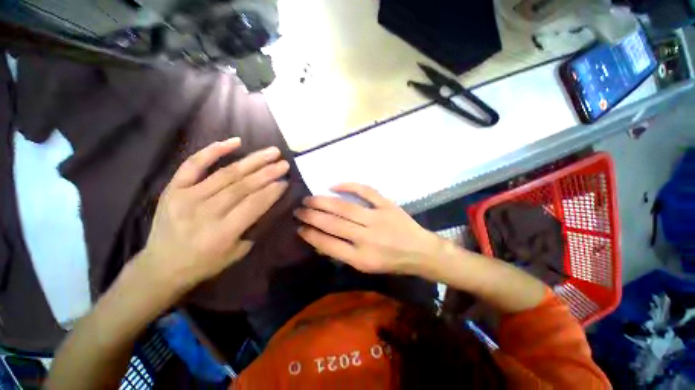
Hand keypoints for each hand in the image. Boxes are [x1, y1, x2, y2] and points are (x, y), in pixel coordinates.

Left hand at [140, 138, 288, 290]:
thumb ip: (253, 226)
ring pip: (226, 173)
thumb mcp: (237, 252)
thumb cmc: (204, 263)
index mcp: (222, 233)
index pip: (254, 205)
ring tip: (272, 151)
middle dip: (267, 173)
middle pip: (242, 187)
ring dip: (252, 161)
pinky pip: (194, 164)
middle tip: (284, 163)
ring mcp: (186, 197)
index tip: (286, 181)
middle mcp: (204, 212)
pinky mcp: (173, 188)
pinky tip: (235, 142)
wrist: (161, 266)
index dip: (272, 192)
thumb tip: (268, 200)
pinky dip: (213, 150)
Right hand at [294, 183, 441, 273]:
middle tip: (298, 209)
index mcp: (361, 258)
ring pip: (345, 207)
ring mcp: (377, 218)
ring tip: (309, 199)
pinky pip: (365, 191)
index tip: (299, 227)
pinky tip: (334, 185)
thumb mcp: (366, 267)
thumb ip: (343, 253)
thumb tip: (320, 240)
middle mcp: (367, 237)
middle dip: (312, 216)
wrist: (420, 251)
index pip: (328, 244)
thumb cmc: (392, 262)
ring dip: (323, 202)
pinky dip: (348, 186)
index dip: (311, 234)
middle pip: (333, 223)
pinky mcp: (386, 205)